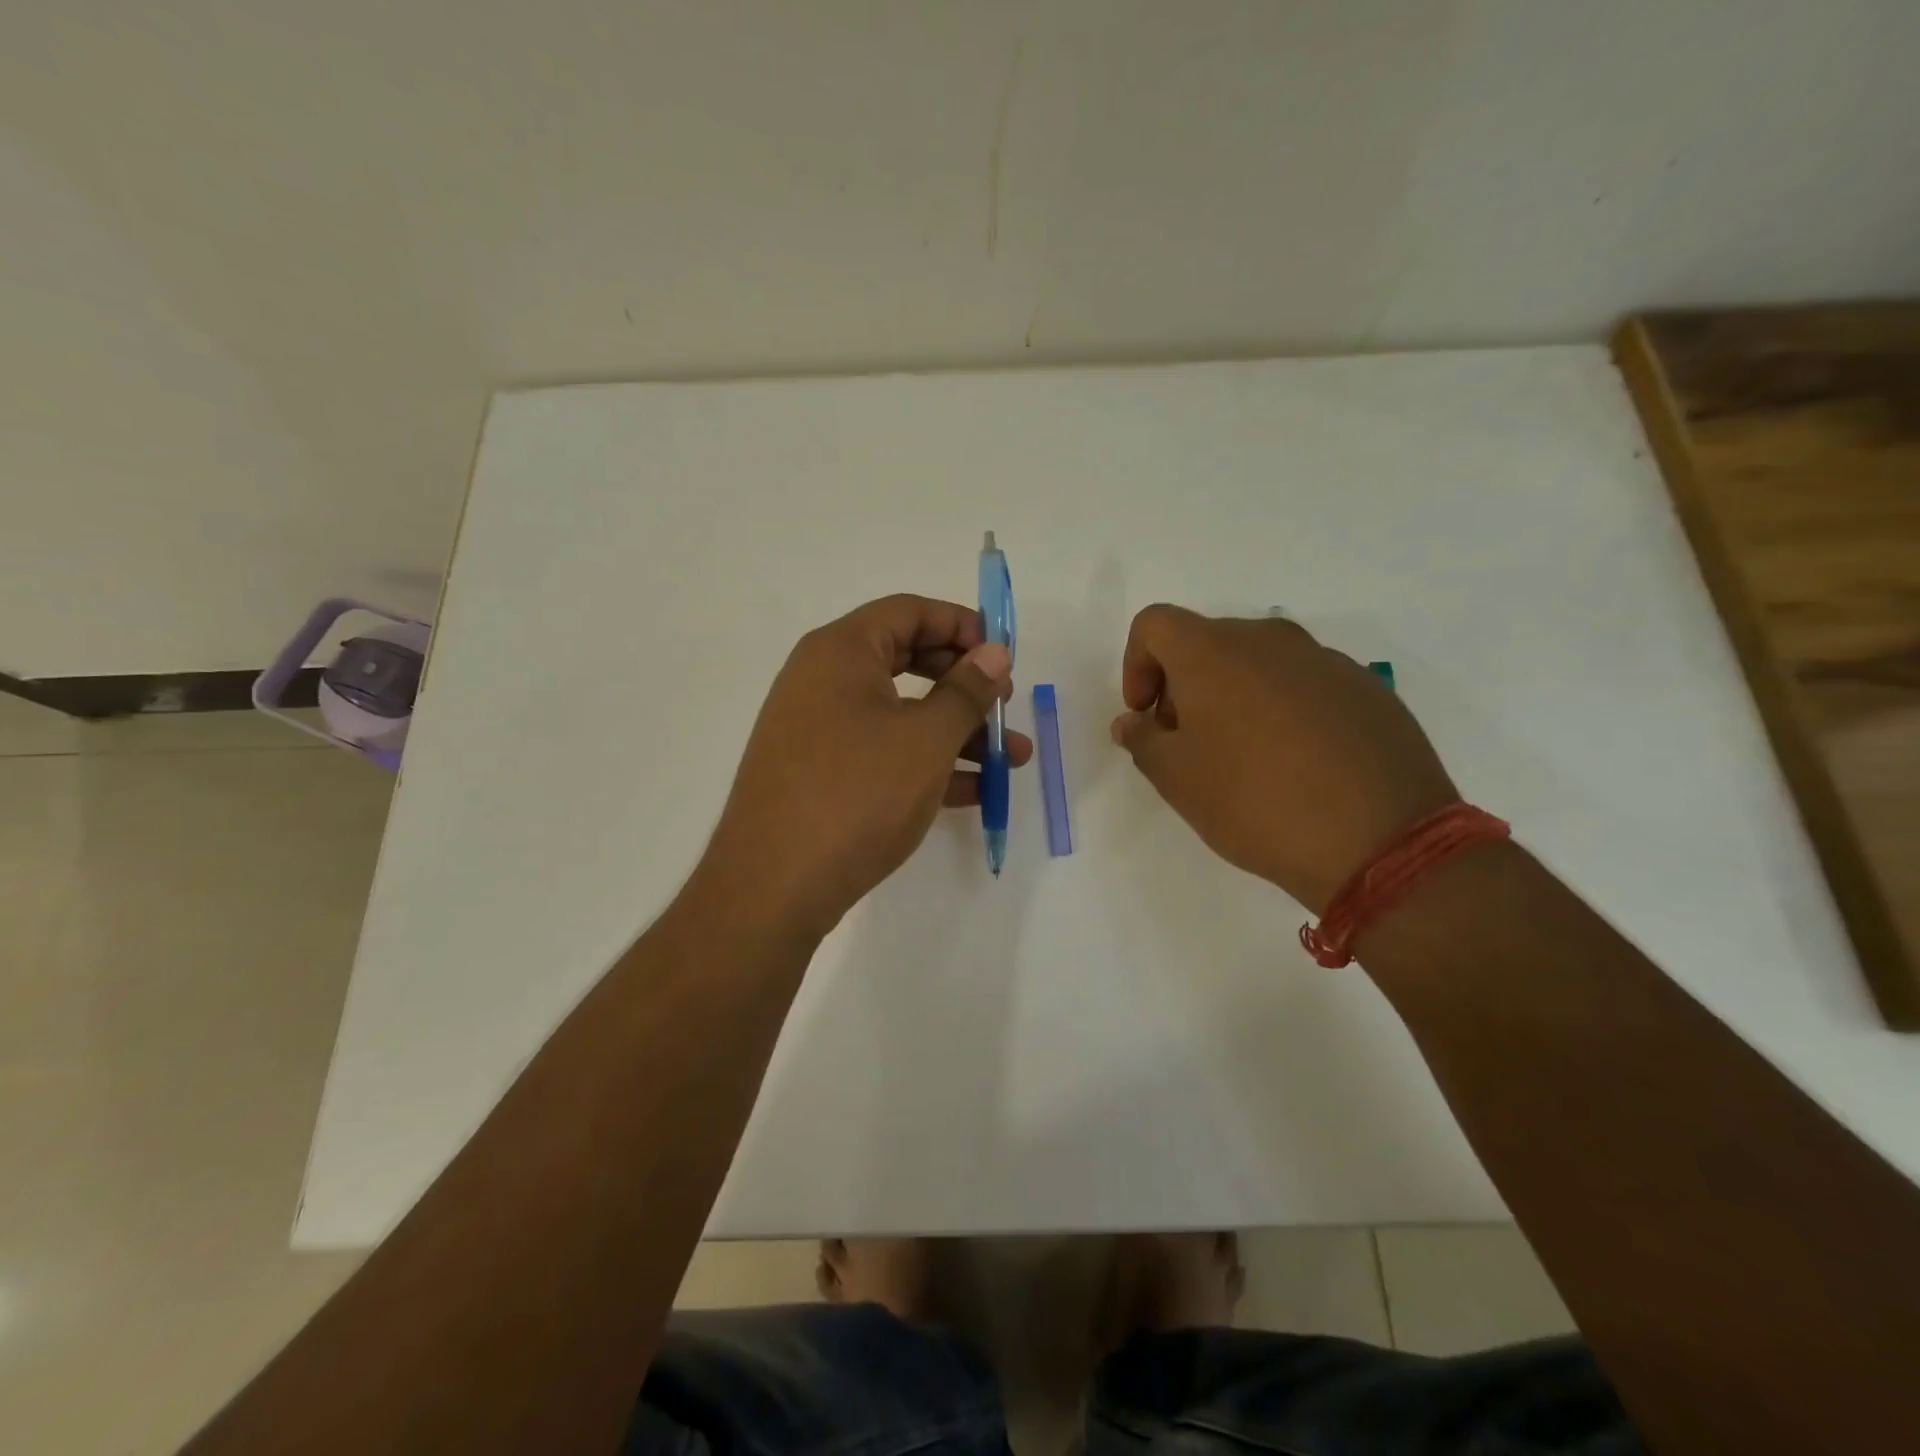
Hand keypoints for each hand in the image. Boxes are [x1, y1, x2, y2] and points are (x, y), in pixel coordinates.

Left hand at [699, 595, 1032, 938]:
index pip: (910, 611)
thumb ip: (966, 691)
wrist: (773, 888)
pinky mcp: (821, 773)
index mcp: (841, 652)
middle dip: (965, 684)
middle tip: (1004, 705)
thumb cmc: (856, 796)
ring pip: (900, 713)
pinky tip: (974, 791)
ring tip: (1012, 760)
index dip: (963, 626)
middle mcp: (823, 680)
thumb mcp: (925, 740)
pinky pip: (883, 751)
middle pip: (908, 660)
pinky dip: (926, 763)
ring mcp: (818, 729)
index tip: (1003, 658)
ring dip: (957, 732)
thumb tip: (995, 652)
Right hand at [1110, 606, 1456, 910]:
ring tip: (1245, 758)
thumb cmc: (1255, 802)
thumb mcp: (1177, 779)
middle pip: (1206, 642)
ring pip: (1258, 662)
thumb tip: (1133, 722)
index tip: (1147, 715)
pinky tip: (1297, 764)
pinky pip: (1304, 684)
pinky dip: (1283, 709)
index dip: (1136, 665)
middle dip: (1183, 686)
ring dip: (1234, 696)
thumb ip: (1142, 740)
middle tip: (1188, 743)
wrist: (1381, 840)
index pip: (1154, 624)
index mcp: (1214, 652)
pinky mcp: (1366, 688)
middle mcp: (1270, 639)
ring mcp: (1325, 660)